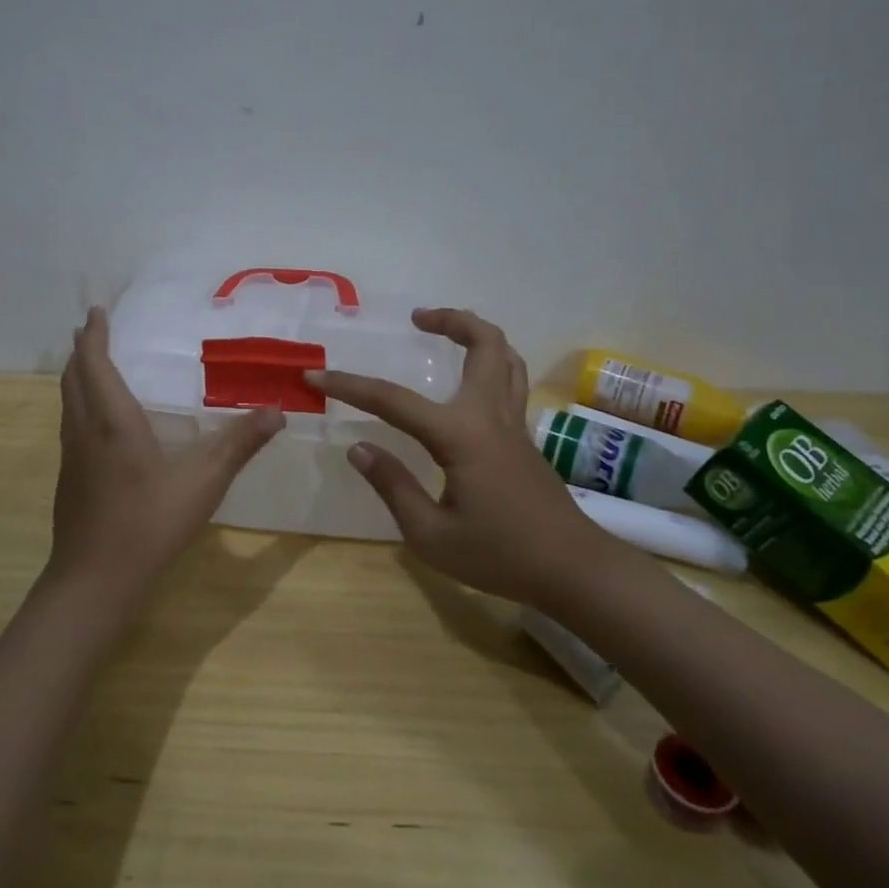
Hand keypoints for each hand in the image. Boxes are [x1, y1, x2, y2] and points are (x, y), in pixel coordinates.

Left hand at [51, 306, 282, 602]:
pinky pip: (71, 424)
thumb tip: (276, 411)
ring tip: (94, 366)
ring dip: (77, 377)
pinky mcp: (69, 479)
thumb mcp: (204, 482)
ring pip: (67, 402)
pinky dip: (80, 404)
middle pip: (73, 378)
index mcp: (112, 421)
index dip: (94, 335)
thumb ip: (239, 444)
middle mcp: (84, 431)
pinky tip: (100, 423)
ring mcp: (72, 457)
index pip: (94, 364)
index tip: (96, 312)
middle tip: (94, 330)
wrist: (95, 580)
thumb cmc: (149, 523)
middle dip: (82, 350)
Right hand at [310, 308, 587, 605]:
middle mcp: (490, 415)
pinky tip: (469, 380)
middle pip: (484, 344)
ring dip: (477, 333)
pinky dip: (491, 360)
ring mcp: (514, 423)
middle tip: (417, 319)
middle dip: (451, 320)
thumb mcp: (432, 535)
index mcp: (461, 435)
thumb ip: (393, 486)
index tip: (316, 375)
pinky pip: (511, 379)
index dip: (351, 386)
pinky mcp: (524, 437)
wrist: (572, 569)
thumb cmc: (500, 555)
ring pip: (506, 356)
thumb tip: (359, 447)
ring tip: (446, 332)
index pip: (394, 401)